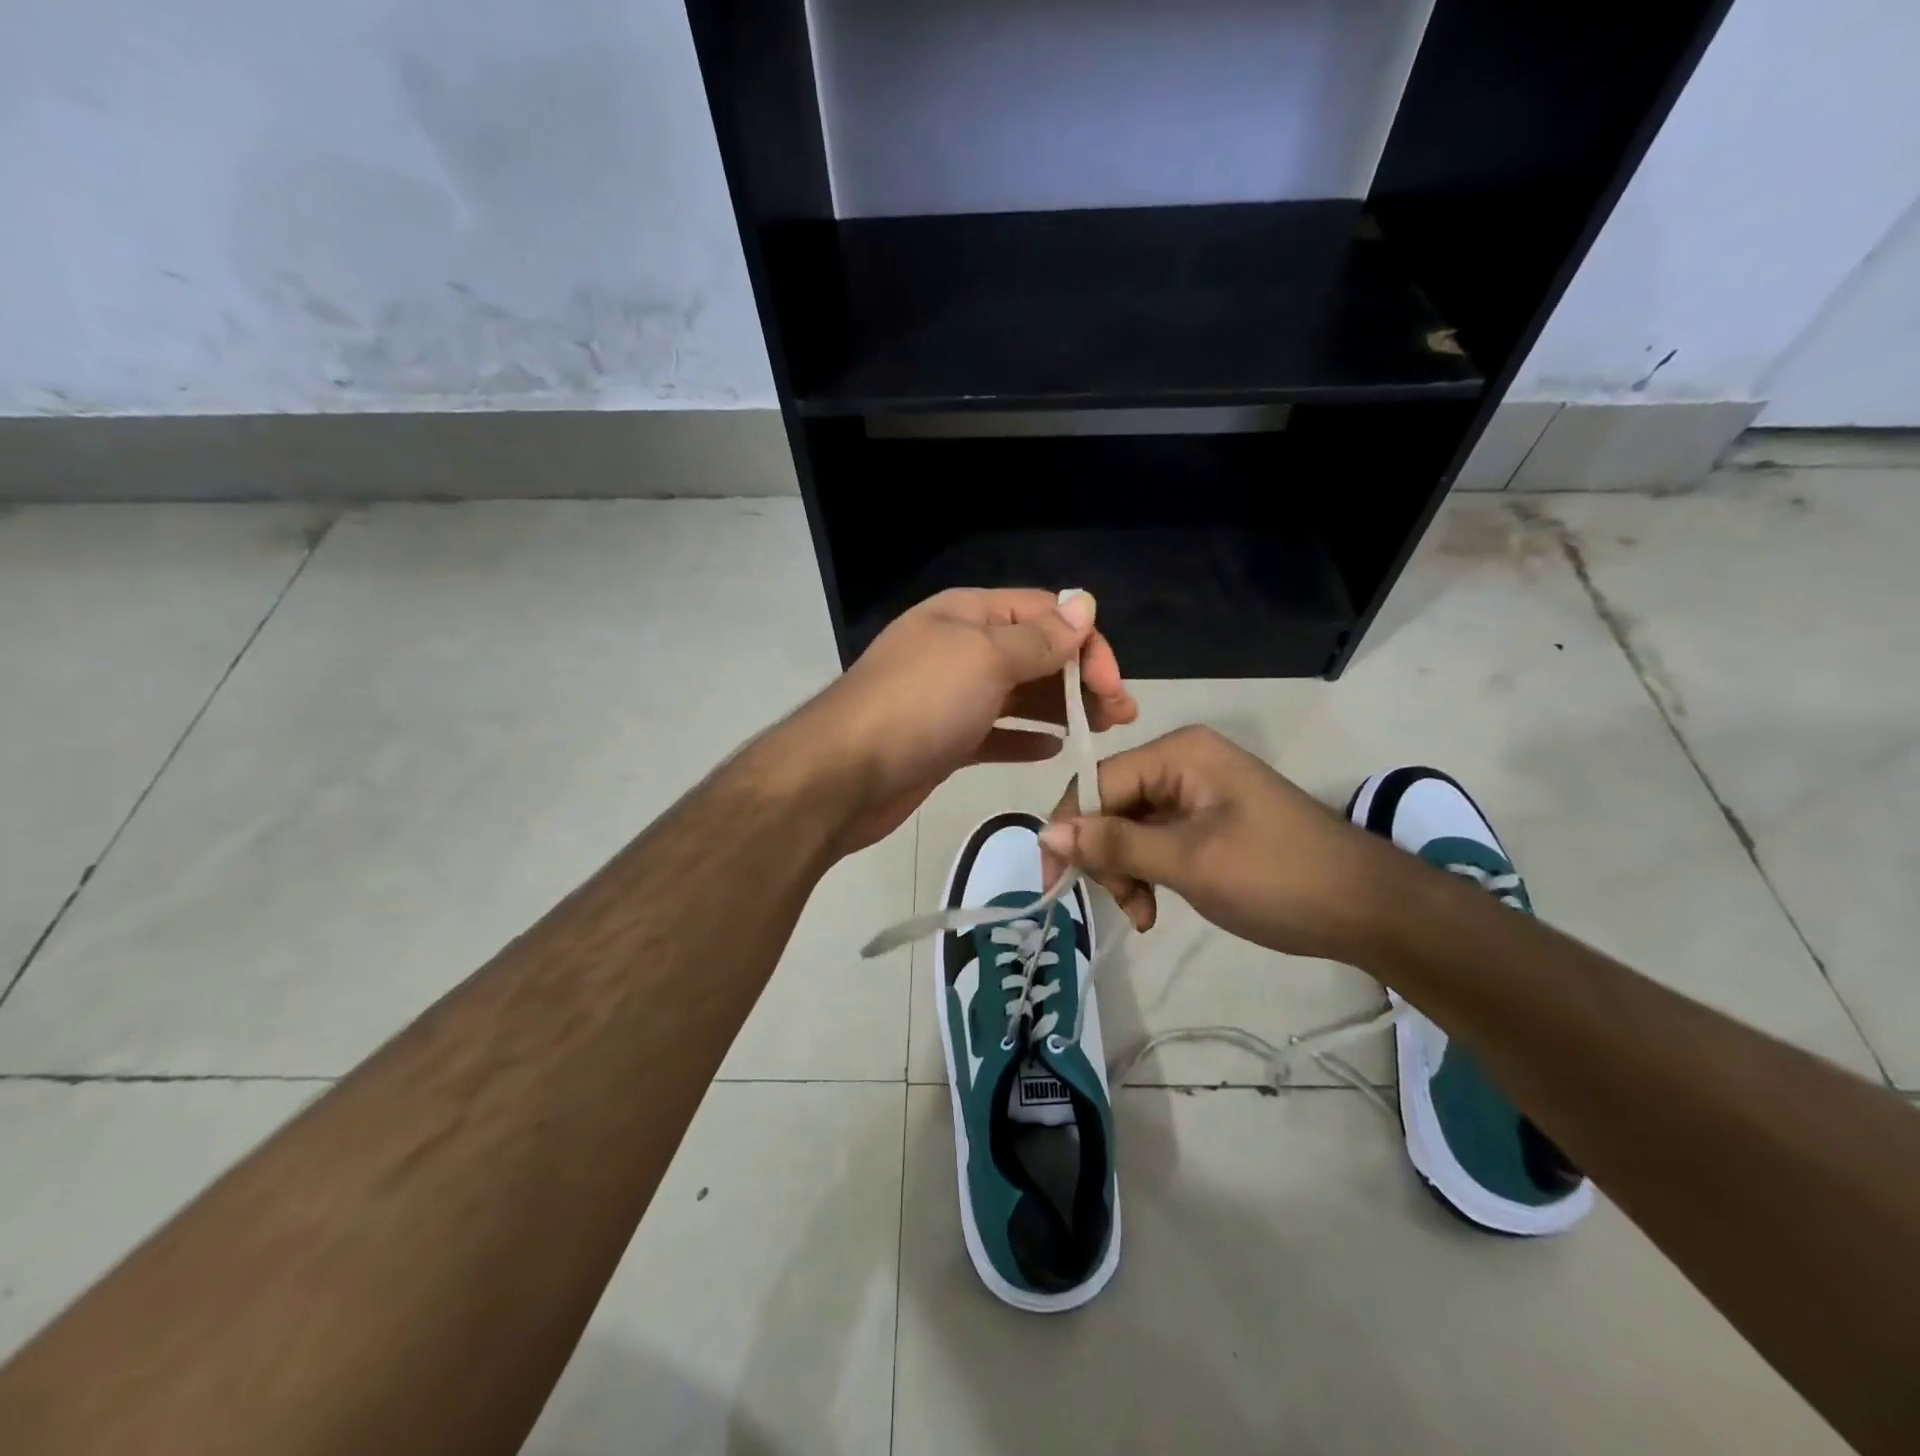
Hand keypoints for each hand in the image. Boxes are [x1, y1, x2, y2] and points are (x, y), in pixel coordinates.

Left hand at [803, 588, 1136, 853]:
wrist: (843, 776)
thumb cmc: (919, 705)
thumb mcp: (984, 658)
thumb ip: (1037, 638)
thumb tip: (1083, 607)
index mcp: (968, 615)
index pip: (1044, 614)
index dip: (1085, 643)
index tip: (1112, 686)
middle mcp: (960, 648)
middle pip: (1035, 653)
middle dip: (1080, 678)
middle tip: (1121, 714)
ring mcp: (950, 697)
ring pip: (1019, 694)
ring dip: (1061, 708)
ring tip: (1101, 731)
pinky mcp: (944, 740)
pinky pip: (996, 732)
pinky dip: (1025, 736)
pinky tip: (1053, 750)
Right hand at [1037, 725, 1401, 959]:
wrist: (1369, 910)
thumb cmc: (1278, 877)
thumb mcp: (1189, 862)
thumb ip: (1115, 844)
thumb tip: (1044, 832)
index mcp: (1179, 753)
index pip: (1097, 782)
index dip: (1070, 829)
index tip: (1054, 881)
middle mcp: (1183, 762)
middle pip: (1111, 804)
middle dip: (1105, 857)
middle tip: (1122, 904)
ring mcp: (1196, 793)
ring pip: (1129, 828)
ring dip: (1125, 872)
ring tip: (1143, 914)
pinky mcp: (1208, 822)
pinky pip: (1156, 841)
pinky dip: (1148, 874)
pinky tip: (1153, 909)